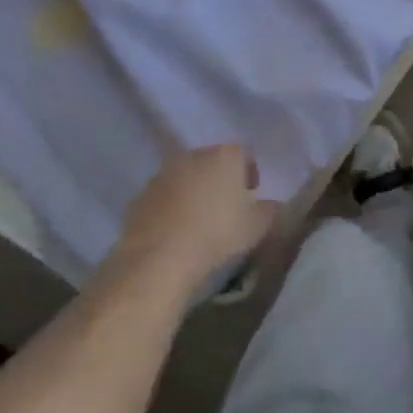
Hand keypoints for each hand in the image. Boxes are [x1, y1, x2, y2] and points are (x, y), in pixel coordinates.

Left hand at [112, 146, 279, 288]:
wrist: (161, 257)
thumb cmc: (219, 233)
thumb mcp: (259, 226)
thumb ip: (270, 210)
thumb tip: (271, 205)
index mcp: (225, 156)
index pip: (243, 155)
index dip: (249, 174)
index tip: (251, 196)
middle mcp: (193, 156)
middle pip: (212, 162)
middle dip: (220, 180)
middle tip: (227, 208)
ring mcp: (163, 174)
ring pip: (186, 178)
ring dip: (194, 192)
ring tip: (200, 221)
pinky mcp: (141, 195)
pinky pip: (165, 196)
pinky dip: (172, 207)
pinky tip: (177, 231)